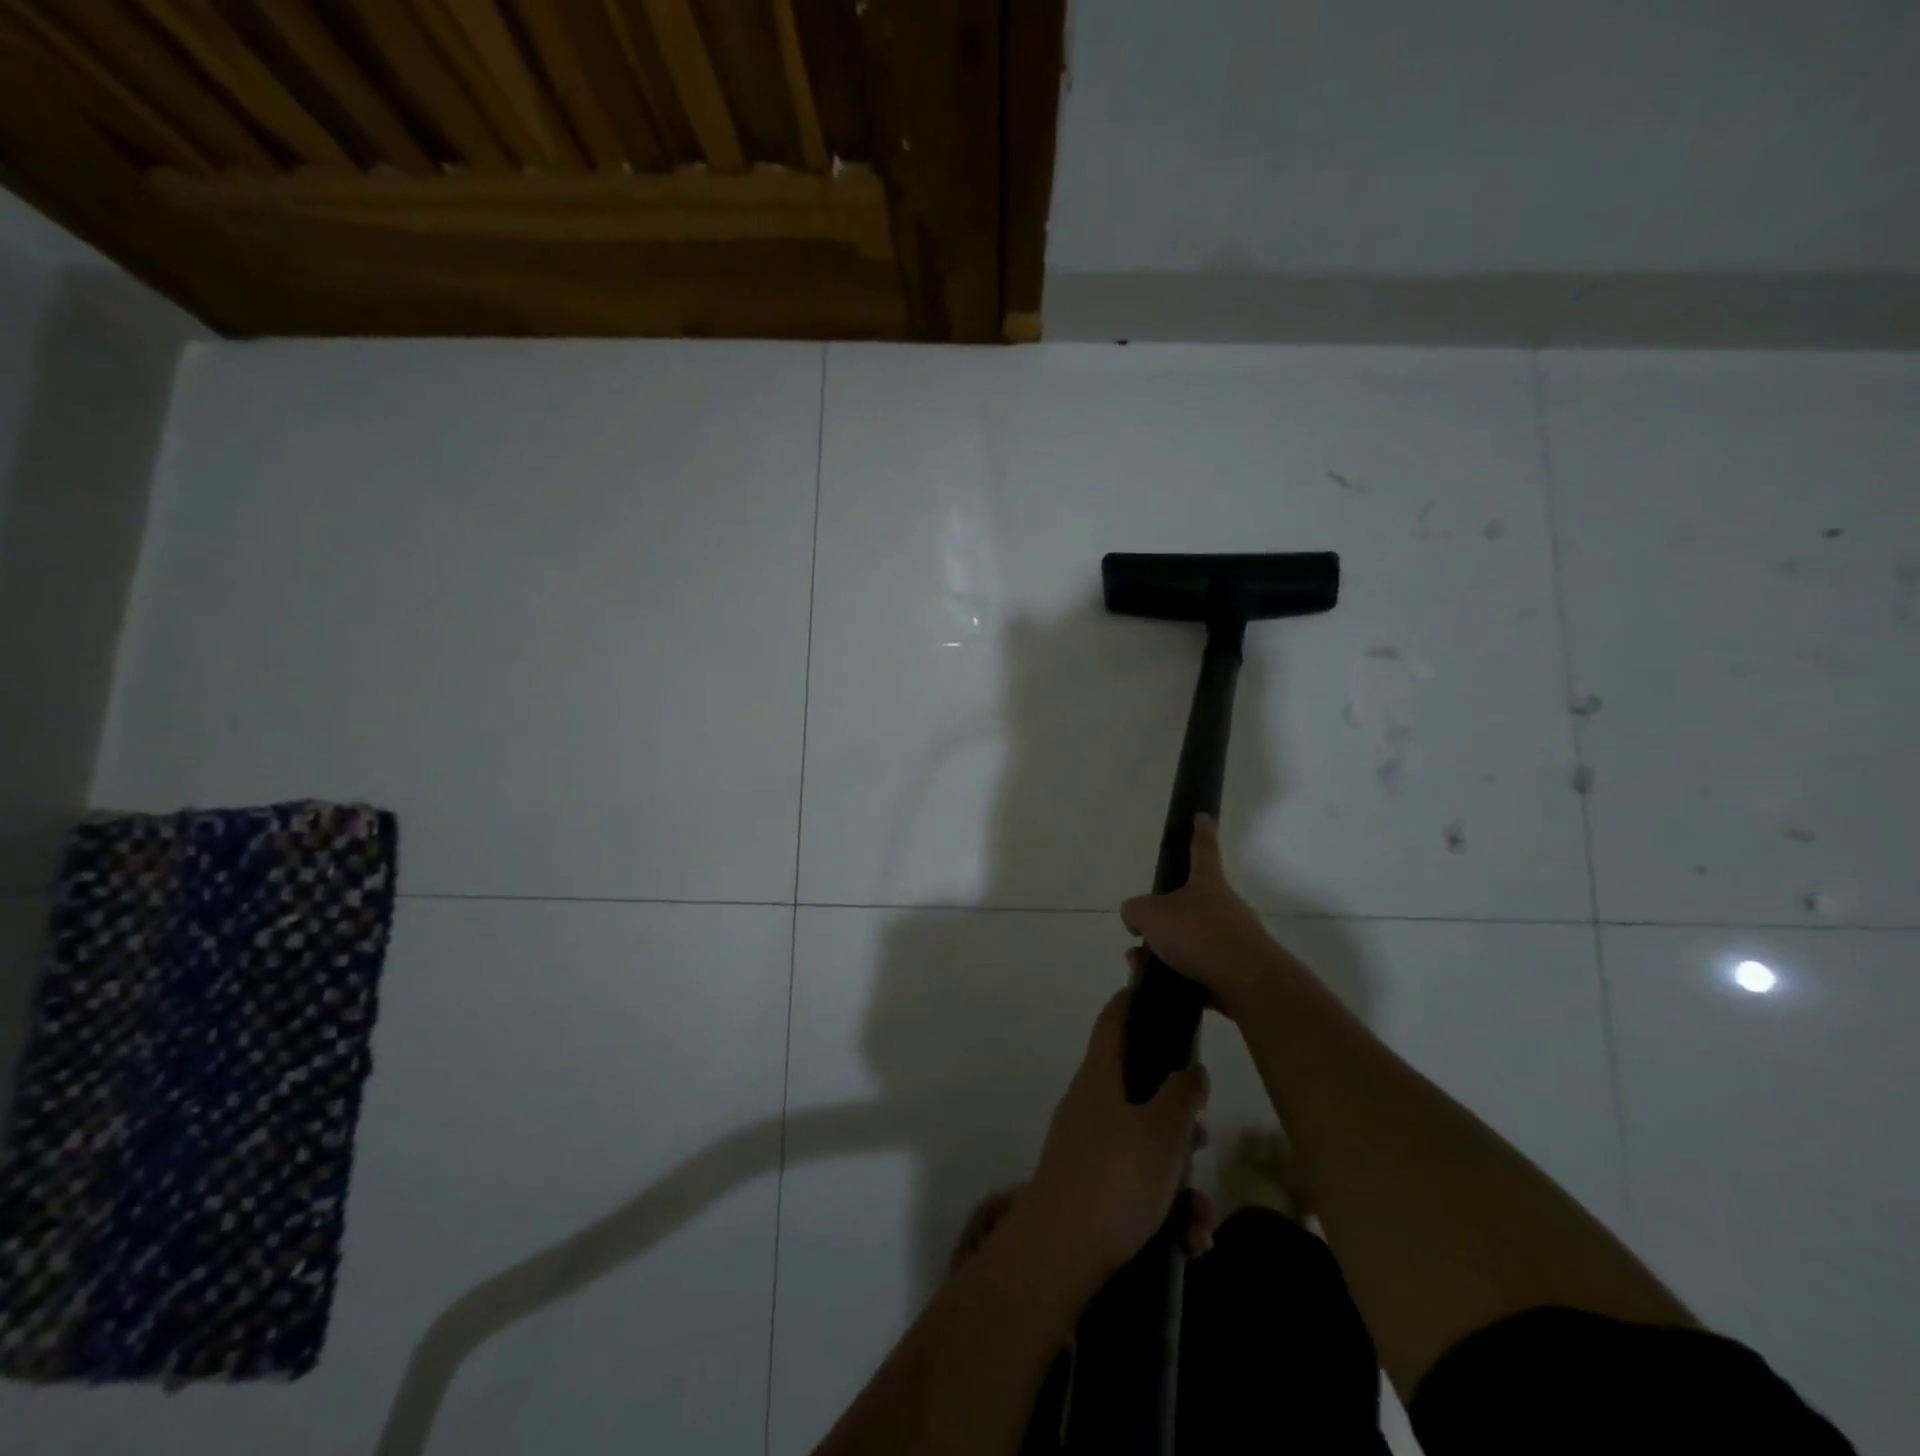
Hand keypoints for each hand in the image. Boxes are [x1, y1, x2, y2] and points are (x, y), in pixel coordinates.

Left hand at [1017, 989, 1210, 1285]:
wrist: (1060, 1254)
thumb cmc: (1116, 1177)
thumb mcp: (1163, 1133)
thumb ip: (1182, 1096)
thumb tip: (1191, 1068)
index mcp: (1100, 1077)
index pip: (1113, 1022)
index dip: (1132, 1002)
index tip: (1153, 992)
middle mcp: (1089, 1105)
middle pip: (1138, 1091)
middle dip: (1178, 1119)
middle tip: (1203, 1139)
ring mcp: (1086, 1148)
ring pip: (1144, 1148)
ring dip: (1179, 1180)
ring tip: (1202, 1219)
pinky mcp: (1089, 1190)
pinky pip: (1135, 1187)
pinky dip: (1164, 1210)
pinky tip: (1190, 1242)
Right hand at [1121, 814, 1285, 1018]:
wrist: (1248, 984)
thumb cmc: (1198, 935)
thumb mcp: (1150, 915)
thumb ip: (1135, 911)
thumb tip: (1136, 919)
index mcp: (1207, 883)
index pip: (1202, 849)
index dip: (1200, 832)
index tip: (1203, 816)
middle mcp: (1224, 907)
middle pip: (1190, 903)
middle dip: (1165, 917)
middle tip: (1142, 933)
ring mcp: (1234, 940)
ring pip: (1192, 941)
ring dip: (1166, 952)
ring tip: (1142, 967)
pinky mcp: (1237, 972)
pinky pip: (1200, 970)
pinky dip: (1179, 977)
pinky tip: (1161, 988)